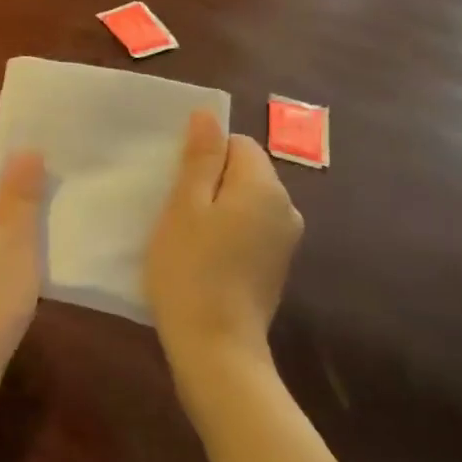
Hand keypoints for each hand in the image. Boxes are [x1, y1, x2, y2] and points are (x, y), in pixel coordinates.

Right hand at [145, 111, 302, 405]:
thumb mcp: (184, 207)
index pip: (238, 144)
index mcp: (264, 187)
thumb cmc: (190, 270)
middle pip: (246, 173)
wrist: (216, 346)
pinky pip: (252, 231)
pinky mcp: (277, 267)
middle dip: (211, 182)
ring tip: (185, 237)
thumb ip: (200, 159)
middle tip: (174, 211)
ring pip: (247, 203)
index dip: (204, 156)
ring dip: (218, 210)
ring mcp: (286, 241)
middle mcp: (287, 208)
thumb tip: (208, 115)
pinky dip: (229, 235)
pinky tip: (205, 260)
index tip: (176, 184)